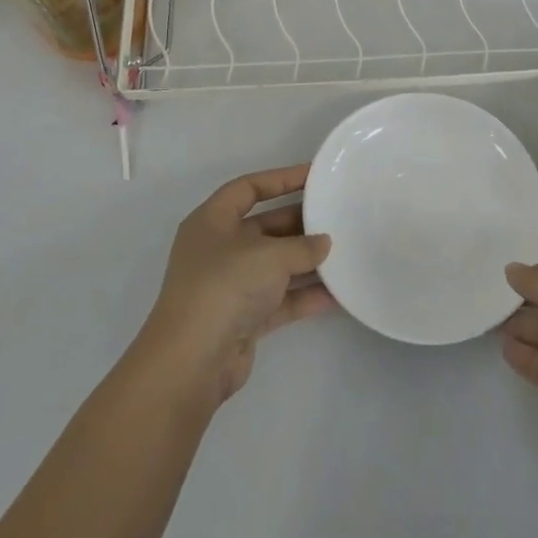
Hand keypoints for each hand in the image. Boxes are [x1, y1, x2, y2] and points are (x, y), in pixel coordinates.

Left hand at [135, 165, 333, 411]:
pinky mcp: (242, 318)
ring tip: (344, 253)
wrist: (193, 361)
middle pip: (265, 226)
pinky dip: (304, 296)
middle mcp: (218, 249)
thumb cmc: (225, 287)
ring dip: (306, 261)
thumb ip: (302, 246)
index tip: (315, 176)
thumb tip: (324, 243)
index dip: (281, 179)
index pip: (248, 188)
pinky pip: (279, 299)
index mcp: (212, 221)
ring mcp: (230, 285)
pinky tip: (337, 295)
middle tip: (337, 217)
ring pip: (274, 264)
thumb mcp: (269, 256)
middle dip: (300, 223)